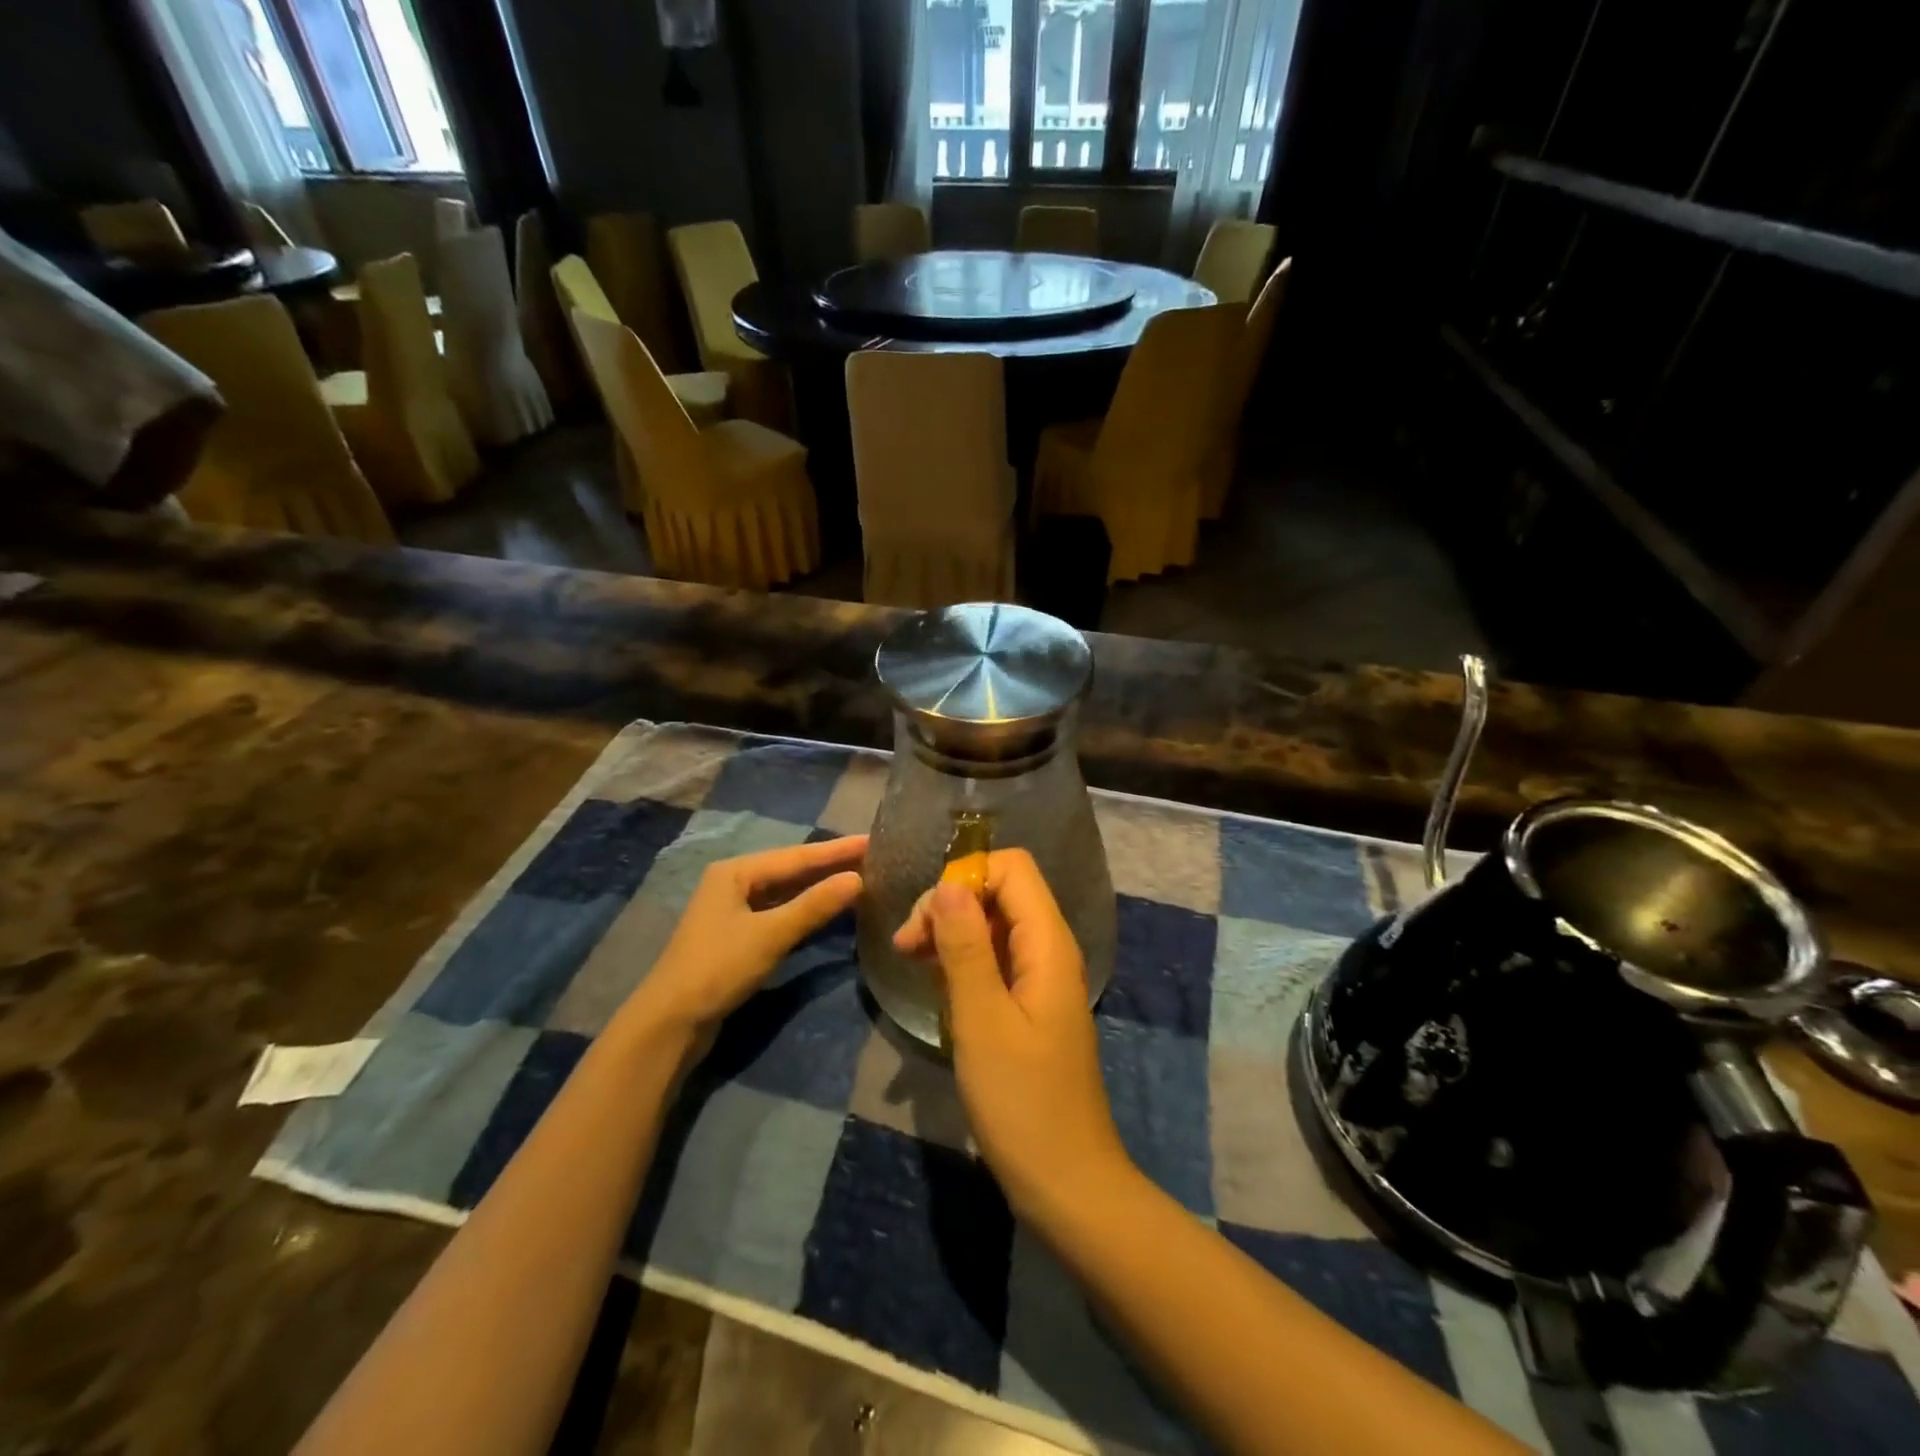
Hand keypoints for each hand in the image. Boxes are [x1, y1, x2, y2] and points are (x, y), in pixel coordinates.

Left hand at [625, 835, 866, 1044]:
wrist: (671, 1022)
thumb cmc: (718, 968)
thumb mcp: (770, 935)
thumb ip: (814, 905)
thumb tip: (857, 879)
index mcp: (736, 872)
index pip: (797, 856)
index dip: (837, 850)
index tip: (872, 840)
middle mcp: (734, 882)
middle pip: (791, 869)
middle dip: (830, 865)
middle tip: (873, 857)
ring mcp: (734, 910)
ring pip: (786, 891)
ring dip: (820, 887)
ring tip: (860, 877)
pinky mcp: (738, 935)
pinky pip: (780, 911)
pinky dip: (806, 909)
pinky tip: (829, 909)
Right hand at [894, 849, 1132, 1224]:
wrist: (1066, 1182)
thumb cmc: (1022, 1102)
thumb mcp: (982, 1020)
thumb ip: (966, 946)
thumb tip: (949, 884)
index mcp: (1049, 943)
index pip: (1012, 868)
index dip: (966, 877)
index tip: (928, 919)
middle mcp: (1050, 949)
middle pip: (1000, 892)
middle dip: (951, 904)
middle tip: (907, 945)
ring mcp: (1041, 978)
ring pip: (994, 925)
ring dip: (951, 932)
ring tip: (910, 958)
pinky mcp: (1029, 1005)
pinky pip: (995, 959)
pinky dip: (962, 959)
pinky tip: (934, 980)